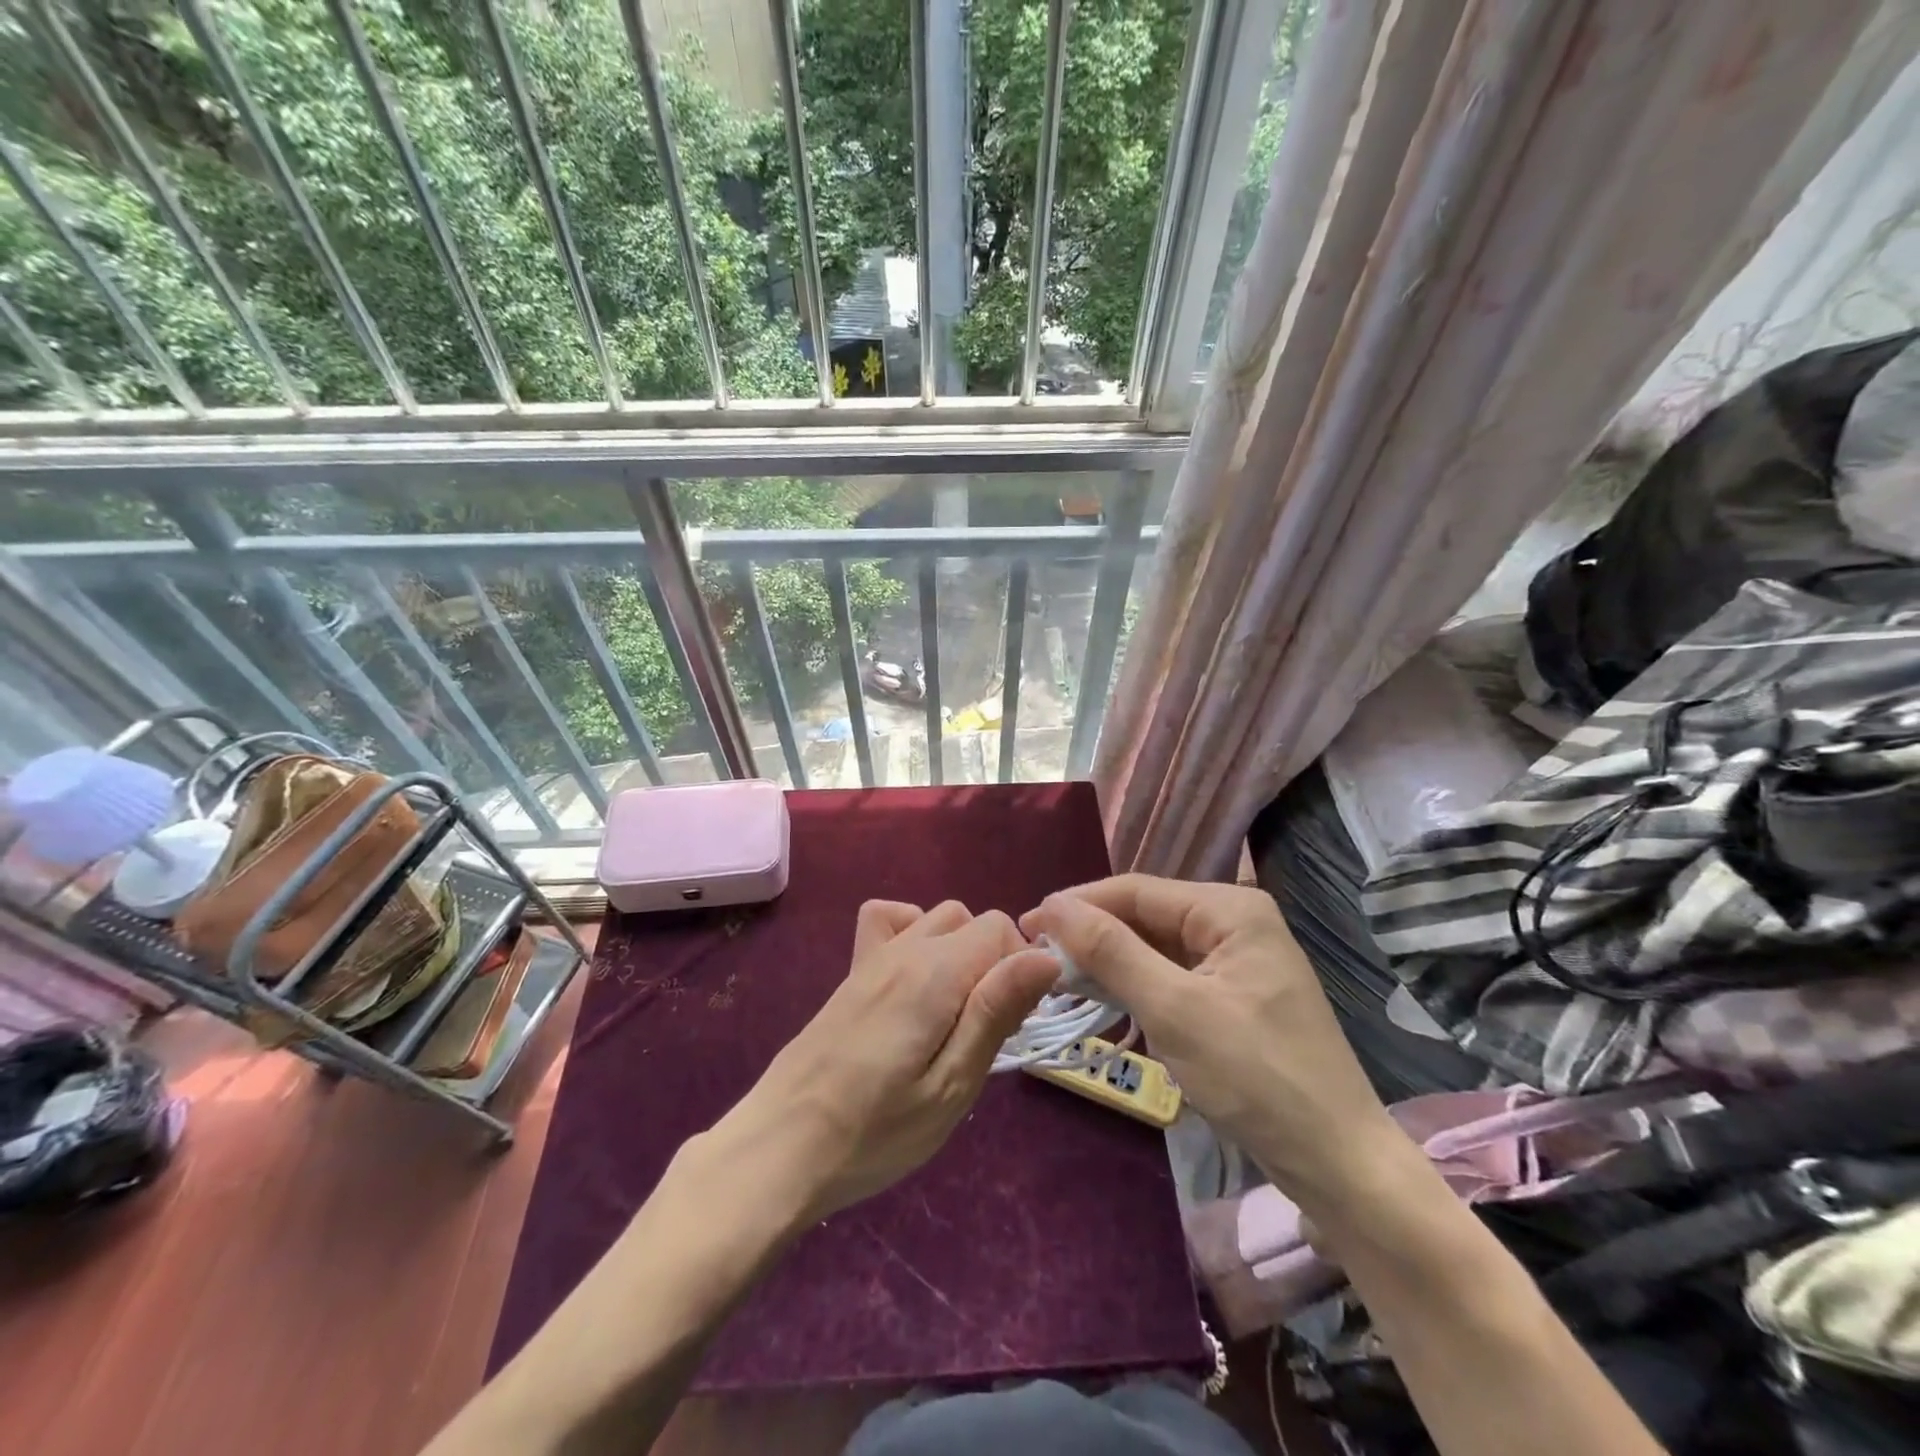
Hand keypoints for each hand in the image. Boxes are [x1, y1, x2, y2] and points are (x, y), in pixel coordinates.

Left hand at [714, 900, 1058, 1221]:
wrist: (781, 1147)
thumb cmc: (875, 1132)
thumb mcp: (951, 1086)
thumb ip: (995, 1012)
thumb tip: (1046, 957)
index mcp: (934, 973)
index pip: (1000, 928)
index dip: (1022, 967)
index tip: (1018, 1021)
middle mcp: (904, 949)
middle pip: (973, 920)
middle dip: (997, 960)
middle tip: (989, 1025)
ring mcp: (873, 957)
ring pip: (937, 917)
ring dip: (961, 949)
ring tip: (958, 1008)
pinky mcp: (852, 974)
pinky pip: (888, 920)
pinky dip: (913, 931)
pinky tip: (914, 978)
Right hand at [1023, 875, 1398, 1199]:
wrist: (1337, 1165)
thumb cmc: (1256, 1078)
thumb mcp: (1174, 1009)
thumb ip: (1111, 951)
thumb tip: (1053, 905)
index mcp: (1230, 909)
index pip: (1137, 891)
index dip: (1079, 904)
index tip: (1025, 924)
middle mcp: (1235, 922)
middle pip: (1146, 916)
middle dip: (1093, 935)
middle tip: (1035, 957)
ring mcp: (1237, 960)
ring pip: (1155, 947)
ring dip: (1110, 962)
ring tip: (1057, 977)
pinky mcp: (1233, 995)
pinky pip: (1172, 975)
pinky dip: (1136, 985)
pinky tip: (1102, 997)